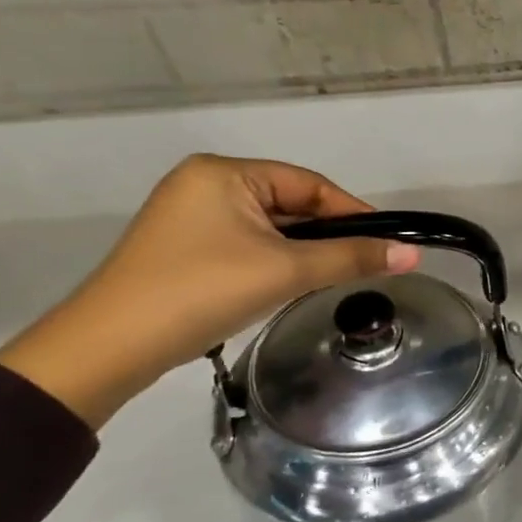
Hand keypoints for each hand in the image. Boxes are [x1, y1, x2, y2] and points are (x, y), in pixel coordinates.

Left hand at [0, 155, 416, 427]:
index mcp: (224, 173)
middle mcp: (204, 184)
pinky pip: (245, 245)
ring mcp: (188, 217)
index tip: (388, 242)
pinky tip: (288, 285)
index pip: (309, 184)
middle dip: (326, 235)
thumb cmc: (201, 291)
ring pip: (269, 228)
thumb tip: (412, 254)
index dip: (353, 212)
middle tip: (363, 265)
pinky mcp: (181, 249)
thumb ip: (351, 258)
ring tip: (331, 278)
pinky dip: (273, 262)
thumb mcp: (286, 271)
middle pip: (289, 205)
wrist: (108, 348)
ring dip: (302, 252)